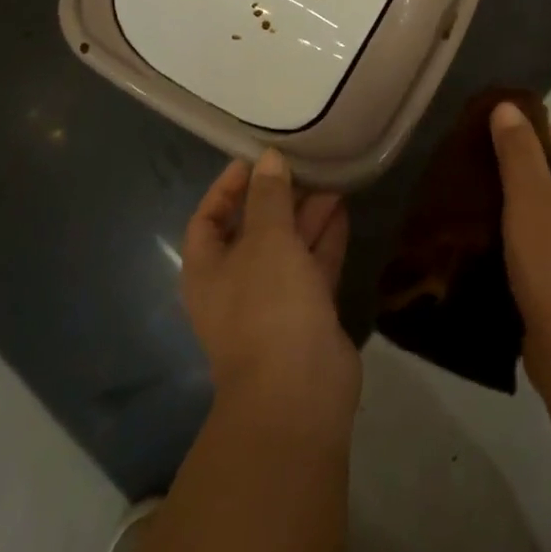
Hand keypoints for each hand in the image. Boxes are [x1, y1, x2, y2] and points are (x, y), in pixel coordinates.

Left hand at [181, 149, 357, 436]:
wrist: (299, 393)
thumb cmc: (268, 305)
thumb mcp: (266, 239)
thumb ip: (268, 196)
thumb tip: (268, 158)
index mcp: (208, 269)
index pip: (208, 218)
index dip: (227, 188)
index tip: (253, 161)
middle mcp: (236, 284)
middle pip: (253, 230)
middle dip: (277, 198)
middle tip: (304, 165)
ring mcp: (273, 302)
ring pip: (288, 247)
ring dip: (306, 215)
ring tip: (331, 179)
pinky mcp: (307, 315)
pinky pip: (313, 267)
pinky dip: (325, 240)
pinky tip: (342, 210)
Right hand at [490, 102, 550, 395]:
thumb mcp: (531, 200)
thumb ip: (518, 151)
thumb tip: (507, 106)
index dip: (527, 137)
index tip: (487, 142)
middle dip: (519, 172)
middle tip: (477, 172)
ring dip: (519, 207)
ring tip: (478, 203)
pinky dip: (525, 237)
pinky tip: (494, 240)